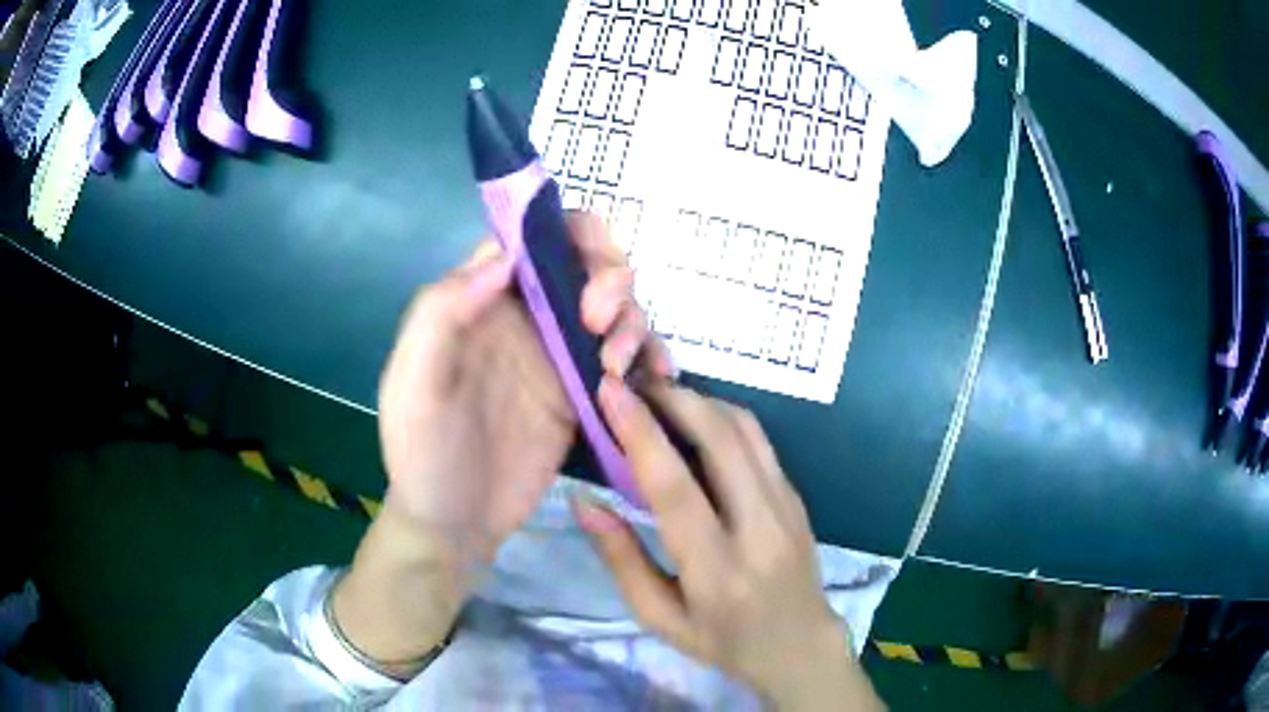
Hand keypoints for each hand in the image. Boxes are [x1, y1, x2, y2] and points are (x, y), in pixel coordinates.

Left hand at [333, 213, 671, 673]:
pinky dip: (650, 357)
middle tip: (602, 328)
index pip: (534, 237)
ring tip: (618, 370)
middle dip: (612, 278)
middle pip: (587, 263)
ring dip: (633, 322)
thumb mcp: (413, 382)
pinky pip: (629, 359)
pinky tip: (654, 380)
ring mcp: (558, 356)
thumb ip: (441, 312)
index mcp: (481, 300)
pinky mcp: (584, 395)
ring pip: (616, 308)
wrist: (454, 525)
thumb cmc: (423, 454)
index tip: (583, 288)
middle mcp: (525, 317)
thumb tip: (505, 255)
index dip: (572, 237)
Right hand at [573, 379, 883, 710]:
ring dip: (701, 401)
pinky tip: (696, 422)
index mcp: (717, 571)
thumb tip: (584, 501)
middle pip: (721, 441)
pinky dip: (723, 418)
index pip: (676, 490)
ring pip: (746, 430)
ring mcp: (787, 507)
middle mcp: (759, 529)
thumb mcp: (658, 617)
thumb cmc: (721, 641)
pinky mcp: (797, 497)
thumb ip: (621, 558)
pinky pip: (760, 442)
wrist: (798, 645)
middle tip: (634, 384)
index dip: (641, 434)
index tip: (611, 392)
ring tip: (660, 396)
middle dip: (674, 399)